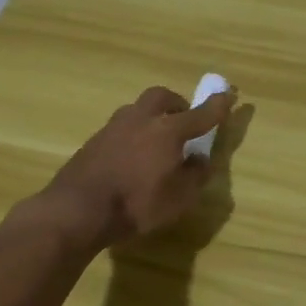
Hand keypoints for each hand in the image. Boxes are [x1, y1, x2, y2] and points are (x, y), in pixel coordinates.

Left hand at [32, 85, 234, 250]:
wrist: (77, 210)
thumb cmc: (136, 204)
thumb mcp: (179, 199)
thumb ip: (195, 176)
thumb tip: (199, 159)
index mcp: (168, 131)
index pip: (200, 114)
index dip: (217, 106)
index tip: (228, 95)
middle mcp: (142, 120)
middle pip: (162, 97)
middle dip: (176, 103)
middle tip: (184, 118)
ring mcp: (114, 128)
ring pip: (137, 110)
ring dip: (151, 117)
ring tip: (155, 139)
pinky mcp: (93, 141)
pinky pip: (121, 128)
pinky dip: (132, 134)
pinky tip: (131, 155)